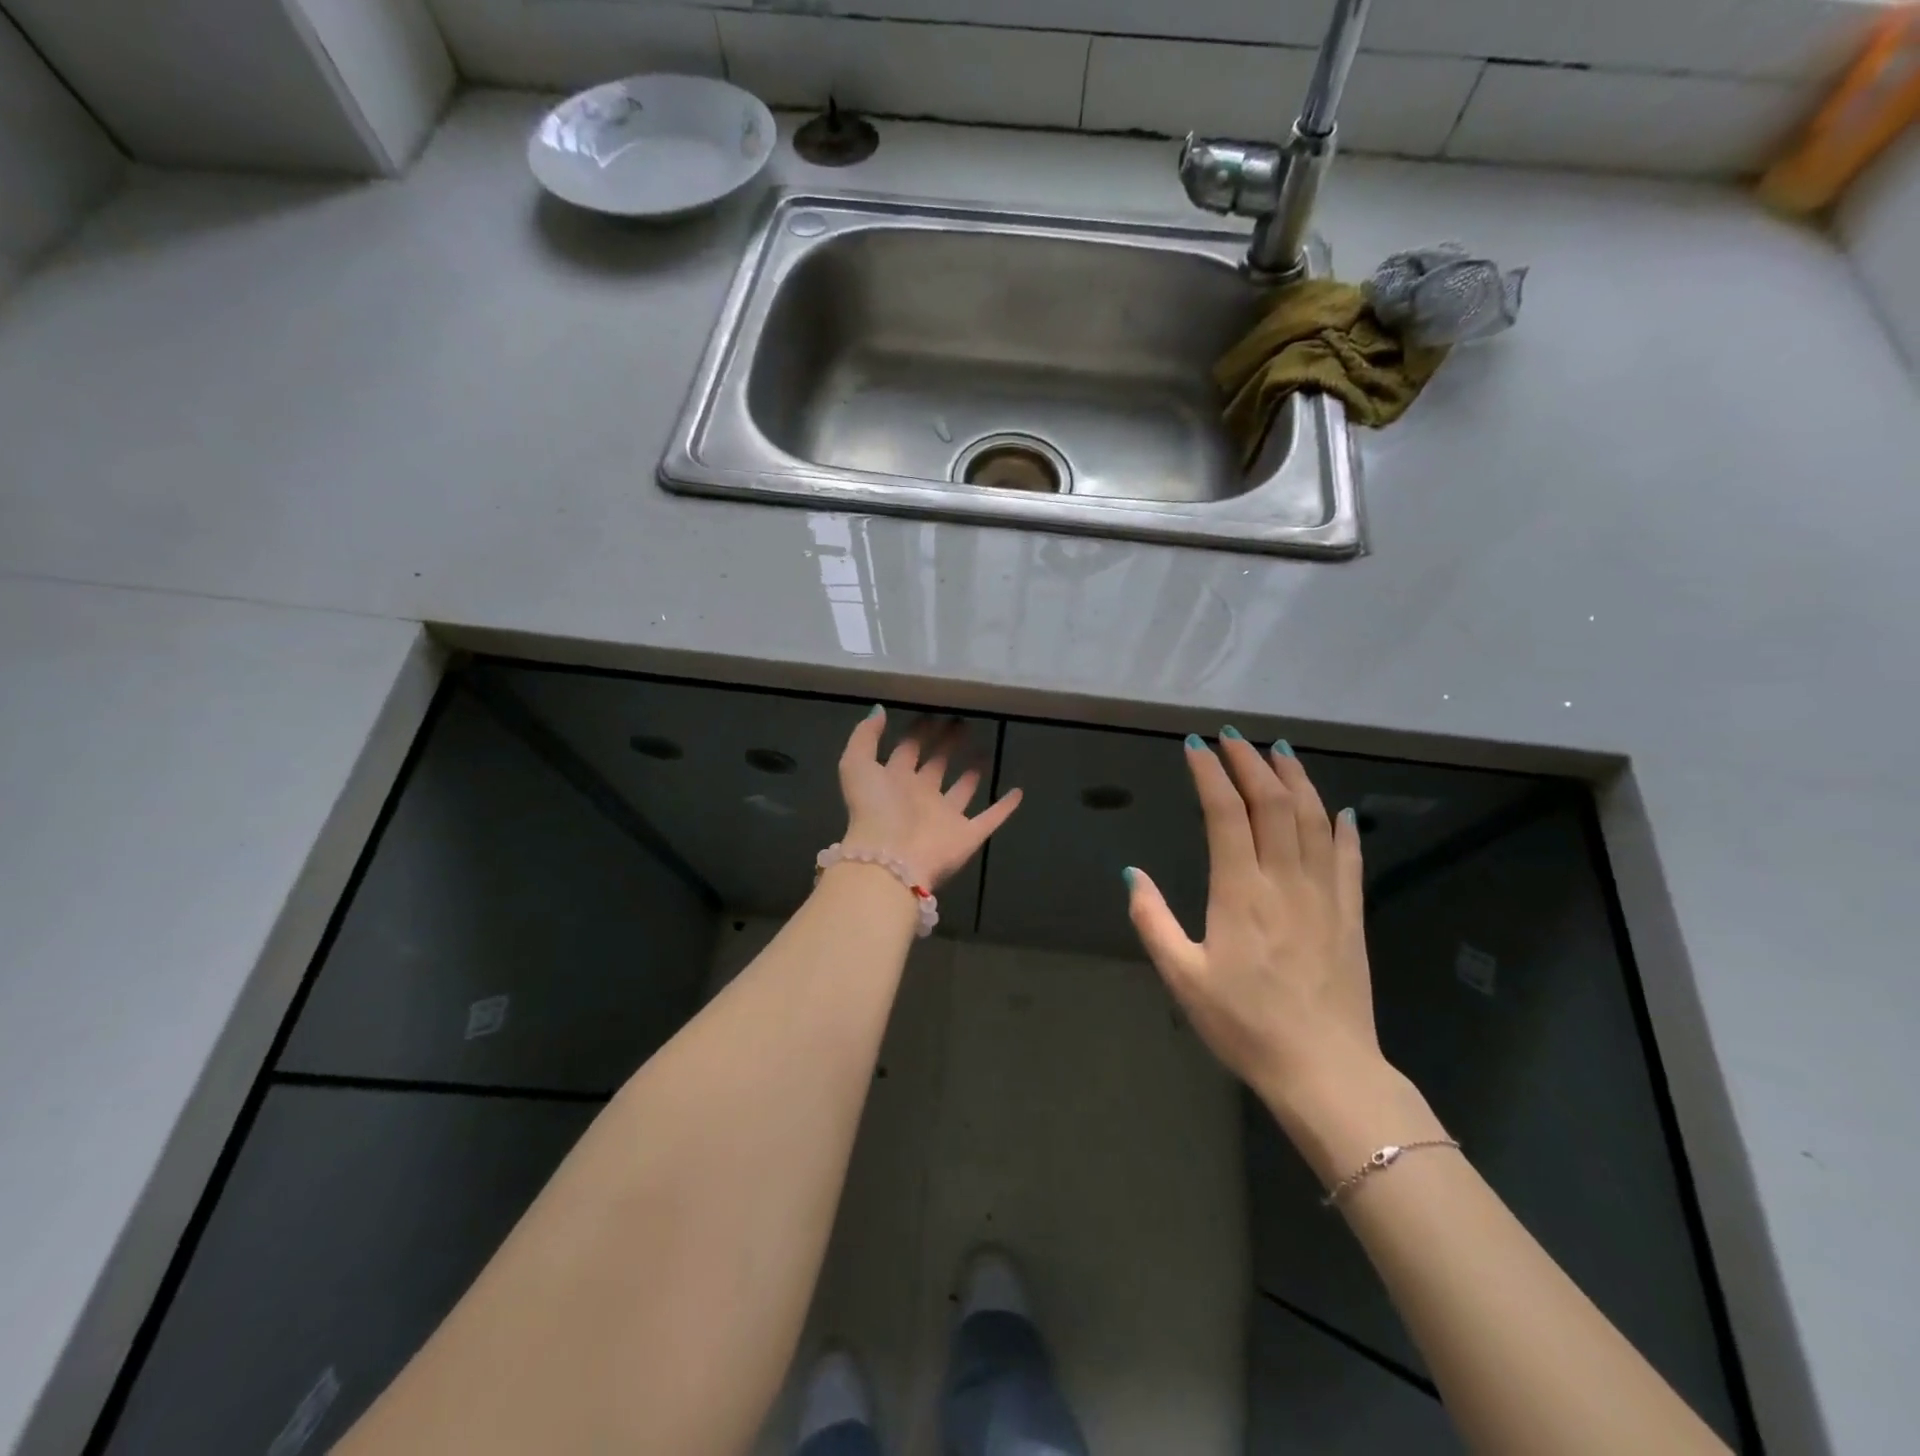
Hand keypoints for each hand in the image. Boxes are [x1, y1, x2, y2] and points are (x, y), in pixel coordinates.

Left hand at [837, 709, 1022, 890]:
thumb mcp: (857, 765)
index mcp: (893, 781)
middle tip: (963, 723)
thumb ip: (865, 736)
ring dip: (973, 771)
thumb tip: (880, 710)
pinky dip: (1004, 808)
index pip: (907, 750)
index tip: (934, 713)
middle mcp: (919, 798)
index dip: (919, 732)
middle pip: (936, 765)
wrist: (891, 860)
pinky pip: (990, 819)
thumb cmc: (875, 810)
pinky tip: (1018, 792)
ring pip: (962, 789)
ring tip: (984, 749)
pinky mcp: (967, 836)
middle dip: (947, 744)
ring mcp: (944, 818)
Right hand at [1126, 730, 1390, 1112]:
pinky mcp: (1351, 914)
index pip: (1226, 814)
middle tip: (1232, 737)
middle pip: (1272, 803)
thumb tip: (1132, 873)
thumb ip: (1152, 921)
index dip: (1210, 775)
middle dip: (1251, 762)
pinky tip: (1336, 809)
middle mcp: (1285, 880)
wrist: (1324, 1070)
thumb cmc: (1244, 1025)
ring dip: (1296, 779)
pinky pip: (1348, 857)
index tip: (1195, 747)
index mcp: (1240, 892)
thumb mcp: (1182, 977)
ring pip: (1313, 819)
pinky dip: (1341, 826)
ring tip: (1280, 750)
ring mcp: (1325, 895)